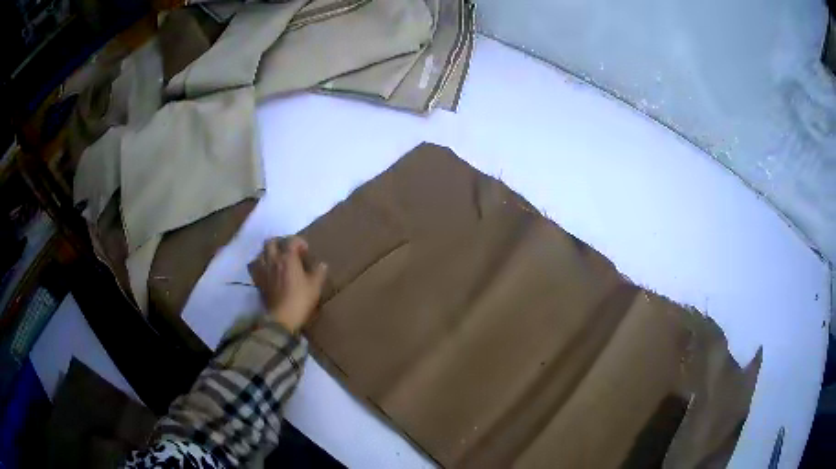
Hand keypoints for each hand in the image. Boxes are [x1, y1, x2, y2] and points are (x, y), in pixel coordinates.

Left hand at [250, 236, 327, 332]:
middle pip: (271, 241)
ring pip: (260, 252)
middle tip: (288, 250)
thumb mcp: (315, 286)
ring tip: (275, 258)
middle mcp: (273, 260)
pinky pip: (254, 266)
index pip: (291, 240)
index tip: (305, 251)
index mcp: (288, 258)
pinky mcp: (257, 281)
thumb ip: (318, 273)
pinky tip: (265, 270)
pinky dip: (259, 264)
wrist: (282, 317)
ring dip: (267, 252)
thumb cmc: (300, 300)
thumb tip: (322, 265)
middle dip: (280, 242)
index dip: (299, 242)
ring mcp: (263, 270)